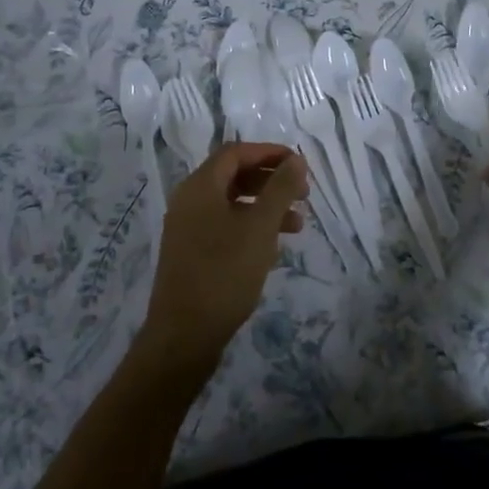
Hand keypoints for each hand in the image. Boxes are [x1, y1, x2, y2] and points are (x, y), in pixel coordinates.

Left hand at [135, 143, 307, 378]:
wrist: (184, 336)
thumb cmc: (224, 273)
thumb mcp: (260, 228)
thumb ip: (280, 189)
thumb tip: (295, 159)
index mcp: (199, 187)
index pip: (236, 153)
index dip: (269, 153)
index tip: (299, 164)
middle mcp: (189, 201)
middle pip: (233, 176)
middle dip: (271, 180)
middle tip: (303, 193)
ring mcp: (188, 229)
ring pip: (232, 204)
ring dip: (265, 207)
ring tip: (298, 224)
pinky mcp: (192, 253)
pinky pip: (225, 226)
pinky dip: (251, 227)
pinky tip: (273, 247)